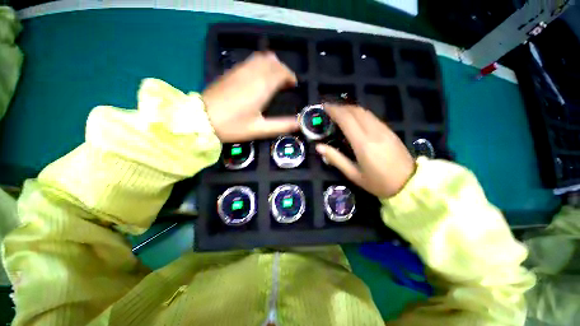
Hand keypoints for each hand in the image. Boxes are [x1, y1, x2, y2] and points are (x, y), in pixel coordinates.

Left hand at [202, 52, 298, 142]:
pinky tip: (260, 75)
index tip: (293, 85)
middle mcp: (252, 74)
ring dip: (272, 64)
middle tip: (286, 83)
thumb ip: (281, 125)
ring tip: (275, 77)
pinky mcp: (232, 71)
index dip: (290, 76)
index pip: (281, 72)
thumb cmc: (233, 126)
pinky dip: (261, 63)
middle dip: (283, 70)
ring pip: (261, 57)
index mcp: (261, 87)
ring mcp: (240, 70)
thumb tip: (299, 124)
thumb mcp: (260, 129)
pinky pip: (251, 60)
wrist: (201, 119)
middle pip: (273, 62)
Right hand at [316, 105, 415, 197]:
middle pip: (356, 111)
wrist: (409, 184)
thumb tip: (319, 147)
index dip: (334, 111)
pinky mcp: (389, 131)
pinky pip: (371, 116)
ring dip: (350, 109)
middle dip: (341, 107)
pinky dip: (359, 113)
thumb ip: (336, 159)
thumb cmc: (378, 183)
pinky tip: (354, 118)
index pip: (346, 120)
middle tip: (329, 109)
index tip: (324, 107)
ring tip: (339, 112)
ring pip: (365, 112)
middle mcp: (374, 132)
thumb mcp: (353, 174)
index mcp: (363, 144)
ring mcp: (384, 130)